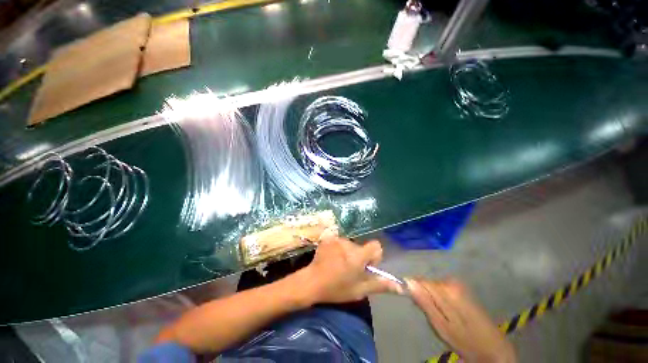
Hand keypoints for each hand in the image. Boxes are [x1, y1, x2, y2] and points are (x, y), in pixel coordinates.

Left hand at [302, 236, 400, 303]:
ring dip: (348, 253)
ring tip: (339, 265)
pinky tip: (331, 259)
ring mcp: (337, 239)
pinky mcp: (328, 239)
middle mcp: (349, 243)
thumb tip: (398, 285)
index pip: (376, 246)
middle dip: (359, 257)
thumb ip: (379, 285)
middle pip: (361, 247)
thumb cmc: (336, 288)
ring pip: (350, 245)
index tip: (366, 267)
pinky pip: (339, 242)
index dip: (374, 256)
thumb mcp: (359, 290)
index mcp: (358, 255)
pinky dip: (338, 249)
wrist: (312, 282)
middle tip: (349, 271)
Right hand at [407, 279, 515, 362]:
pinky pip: (441, 288)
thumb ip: (424, 302)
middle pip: (426, 282)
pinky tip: (445, 310)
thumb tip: (408, 283)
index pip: (418, 281)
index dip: (411, 288)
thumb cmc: (465, 341)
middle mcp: (452, 282)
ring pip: (433, 285)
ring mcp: (458, 285)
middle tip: (428, 313)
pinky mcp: (462, 289)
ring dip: (430, 297)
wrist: (493, 348)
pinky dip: (438, 298)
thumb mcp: (441, 326)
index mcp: (446, 290)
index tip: (409, 299)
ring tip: (437, 314)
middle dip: (422, 294)